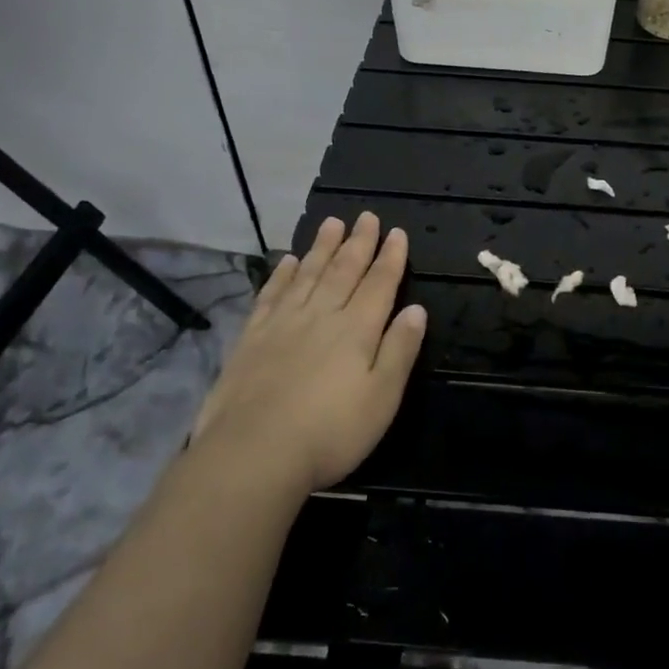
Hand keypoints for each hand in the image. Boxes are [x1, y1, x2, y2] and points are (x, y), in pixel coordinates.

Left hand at [191, 213, 425, 493]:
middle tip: (366, 216)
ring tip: (332, 223)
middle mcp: (321, 316)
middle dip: (358, 242)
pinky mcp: (252, 338)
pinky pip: (271, 294)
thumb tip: (416, 309)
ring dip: (323, 247)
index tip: (397, 232)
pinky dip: (283, 274)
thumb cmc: (330, 432)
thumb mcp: (382, 398)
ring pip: (308, 274)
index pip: (379, 284)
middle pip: (344, 271)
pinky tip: (289, 262)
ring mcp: (283, 323)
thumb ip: (400, 350)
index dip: (390, 257)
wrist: (253, 452)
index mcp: (357, 330)